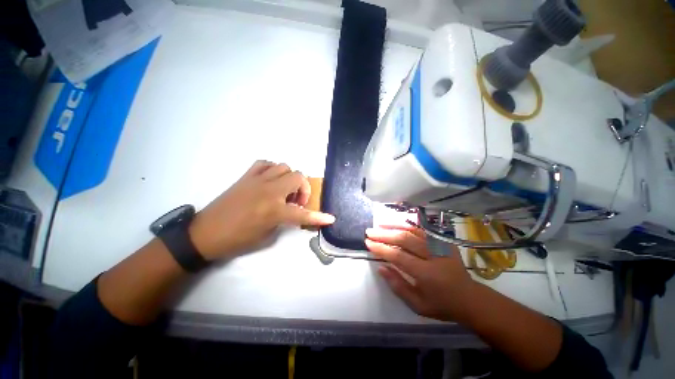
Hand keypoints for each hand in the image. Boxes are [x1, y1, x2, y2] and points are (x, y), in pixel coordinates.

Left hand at [189, 161, 334, 260]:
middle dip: (303, 188)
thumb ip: (284, 220)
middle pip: (298, 176)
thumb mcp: (267, 236)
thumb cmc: (238, 239)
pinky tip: (271, 180)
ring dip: (289, 178)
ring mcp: (257, 180)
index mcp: (274, 210)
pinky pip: (265, 163)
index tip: (330, 218)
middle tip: (296, 201)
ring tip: (284, 190)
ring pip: (284, 166)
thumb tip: (291, 210)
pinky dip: (273, 170)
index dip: (318, 217)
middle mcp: (268, 191)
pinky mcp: (246, 176)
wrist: (205, 233)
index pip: (303, 213)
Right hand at [365, 226, 478, 322]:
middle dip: (384, 234)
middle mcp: (433, 256)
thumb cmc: (442, 304)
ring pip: (413, 231)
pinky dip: (408, 226)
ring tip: (379, 225)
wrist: (470, 298)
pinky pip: (422, 230)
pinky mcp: (443, 242)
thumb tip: (380, 268)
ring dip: (394, 226)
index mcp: (426, 274)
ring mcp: (440, 246)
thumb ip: (397, 285)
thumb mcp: (418, 304)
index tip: (368, 243)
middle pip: (404, 239)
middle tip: (369, 232)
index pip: (398, 256)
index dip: (381, 248)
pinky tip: (397, 225)